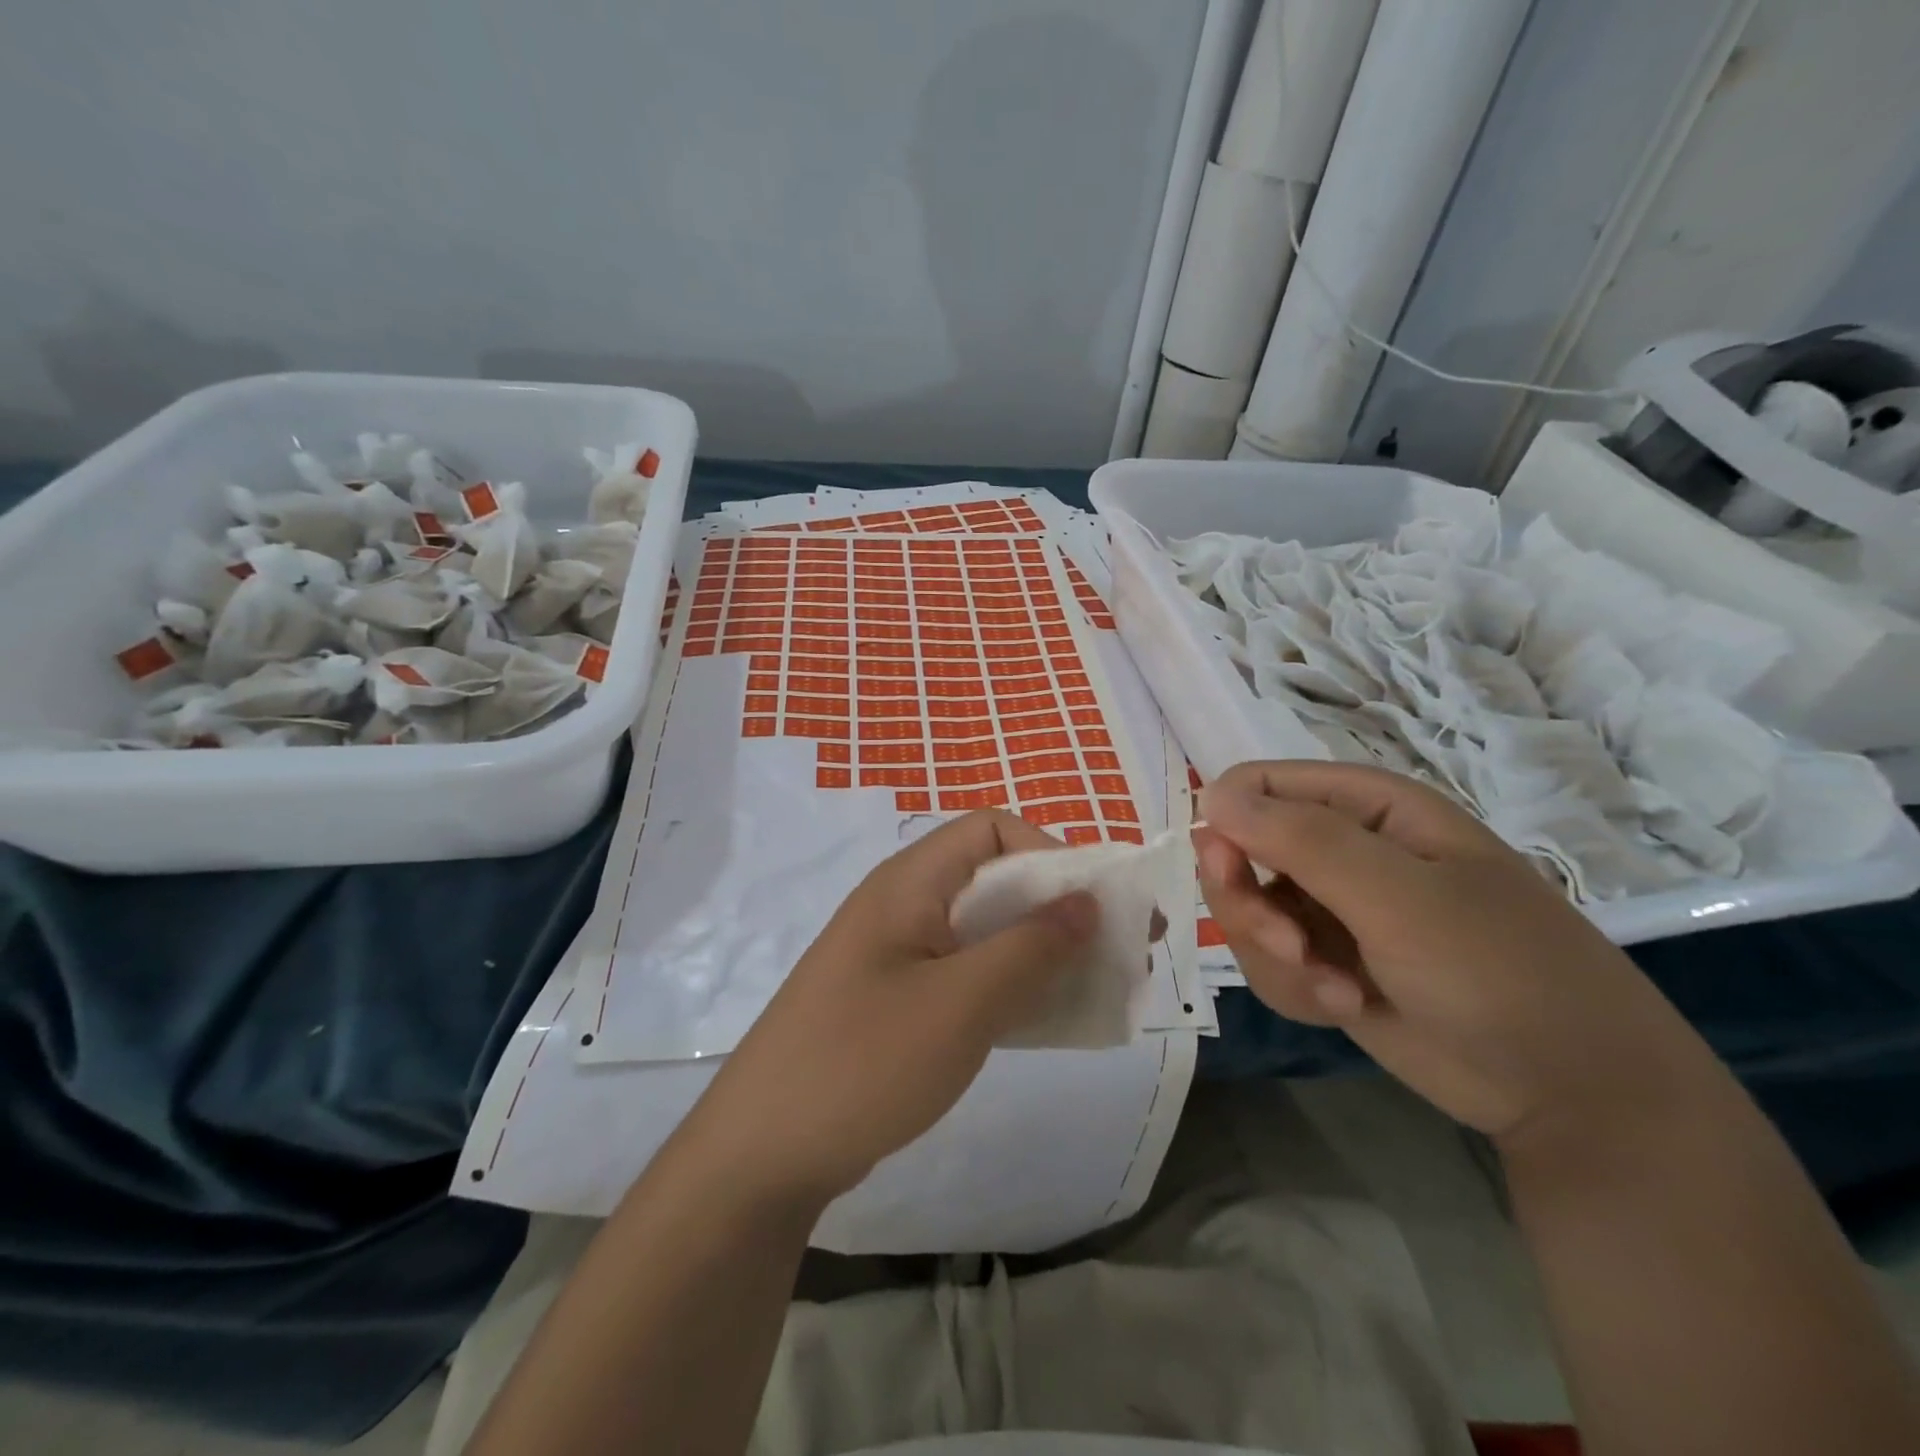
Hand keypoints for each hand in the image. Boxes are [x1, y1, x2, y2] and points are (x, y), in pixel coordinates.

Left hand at [682, 811, 1096, 1207]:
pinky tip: (1045, 1017)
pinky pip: (967, 972)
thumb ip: (1029, 948)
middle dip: (1059, 908)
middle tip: (1119, 949)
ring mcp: (898, 954)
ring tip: (1097, 985)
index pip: (991, 830)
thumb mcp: (960, 1003)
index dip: (1050, 853)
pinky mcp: (897, 1000)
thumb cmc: (863, 1062)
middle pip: (994, 880)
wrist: (761, 1154)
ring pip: (985, 931)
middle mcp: (904, 905)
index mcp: (910, 883)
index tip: (1095, 905)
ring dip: (1041, 950)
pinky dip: (1011, 984)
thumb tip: (1087, 901)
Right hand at [1195, 761, 1713, 1145]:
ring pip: (1246, 915)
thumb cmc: (1499, 971)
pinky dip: (1294, 989)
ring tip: (1336, 991)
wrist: (1571, 1094)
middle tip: (1290, 948)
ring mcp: (1330, 908)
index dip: (1228, 827)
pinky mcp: (1326, 962)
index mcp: (1364, 806)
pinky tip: (1345, 1007)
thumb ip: (1303, 841)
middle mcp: (1339, 849)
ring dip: (1277, 958)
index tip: (1232, 876)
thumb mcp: (1401, 898)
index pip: (1255, 787)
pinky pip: (1268, 964)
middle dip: (1251, 908)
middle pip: (1236, 853)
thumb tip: (1211, 795)